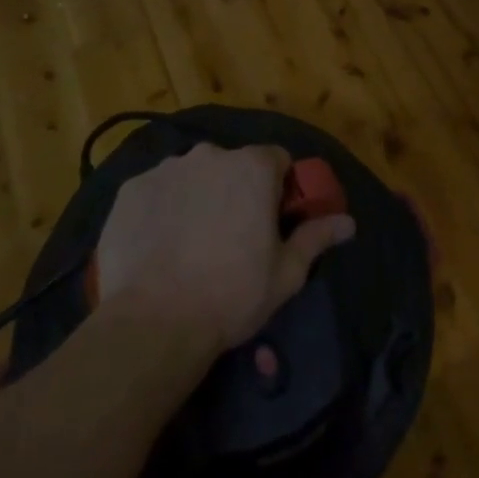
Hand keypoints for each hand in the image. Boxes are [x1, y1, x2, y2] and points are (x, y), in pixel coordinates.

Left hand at [96, 143, 355, 353]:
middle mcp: (210, 154)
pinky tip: (159, 245)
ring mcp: (166, 169)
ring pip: (193, 176)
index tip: (273, 219)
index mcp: (253, 167)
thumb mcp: (286, 273)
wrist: (153, 323)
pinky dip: (162, 209)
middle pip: (233, 165)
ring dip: (198, 196)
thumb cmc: (231, 295)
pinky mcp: (130, 189)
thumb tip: (349, 222)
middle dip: (236, 190)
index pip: (277, 160)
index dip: (279, 188)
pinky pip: (157, 192)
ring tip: (191, 243)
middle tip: (232, 236)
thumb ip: (317, 237)